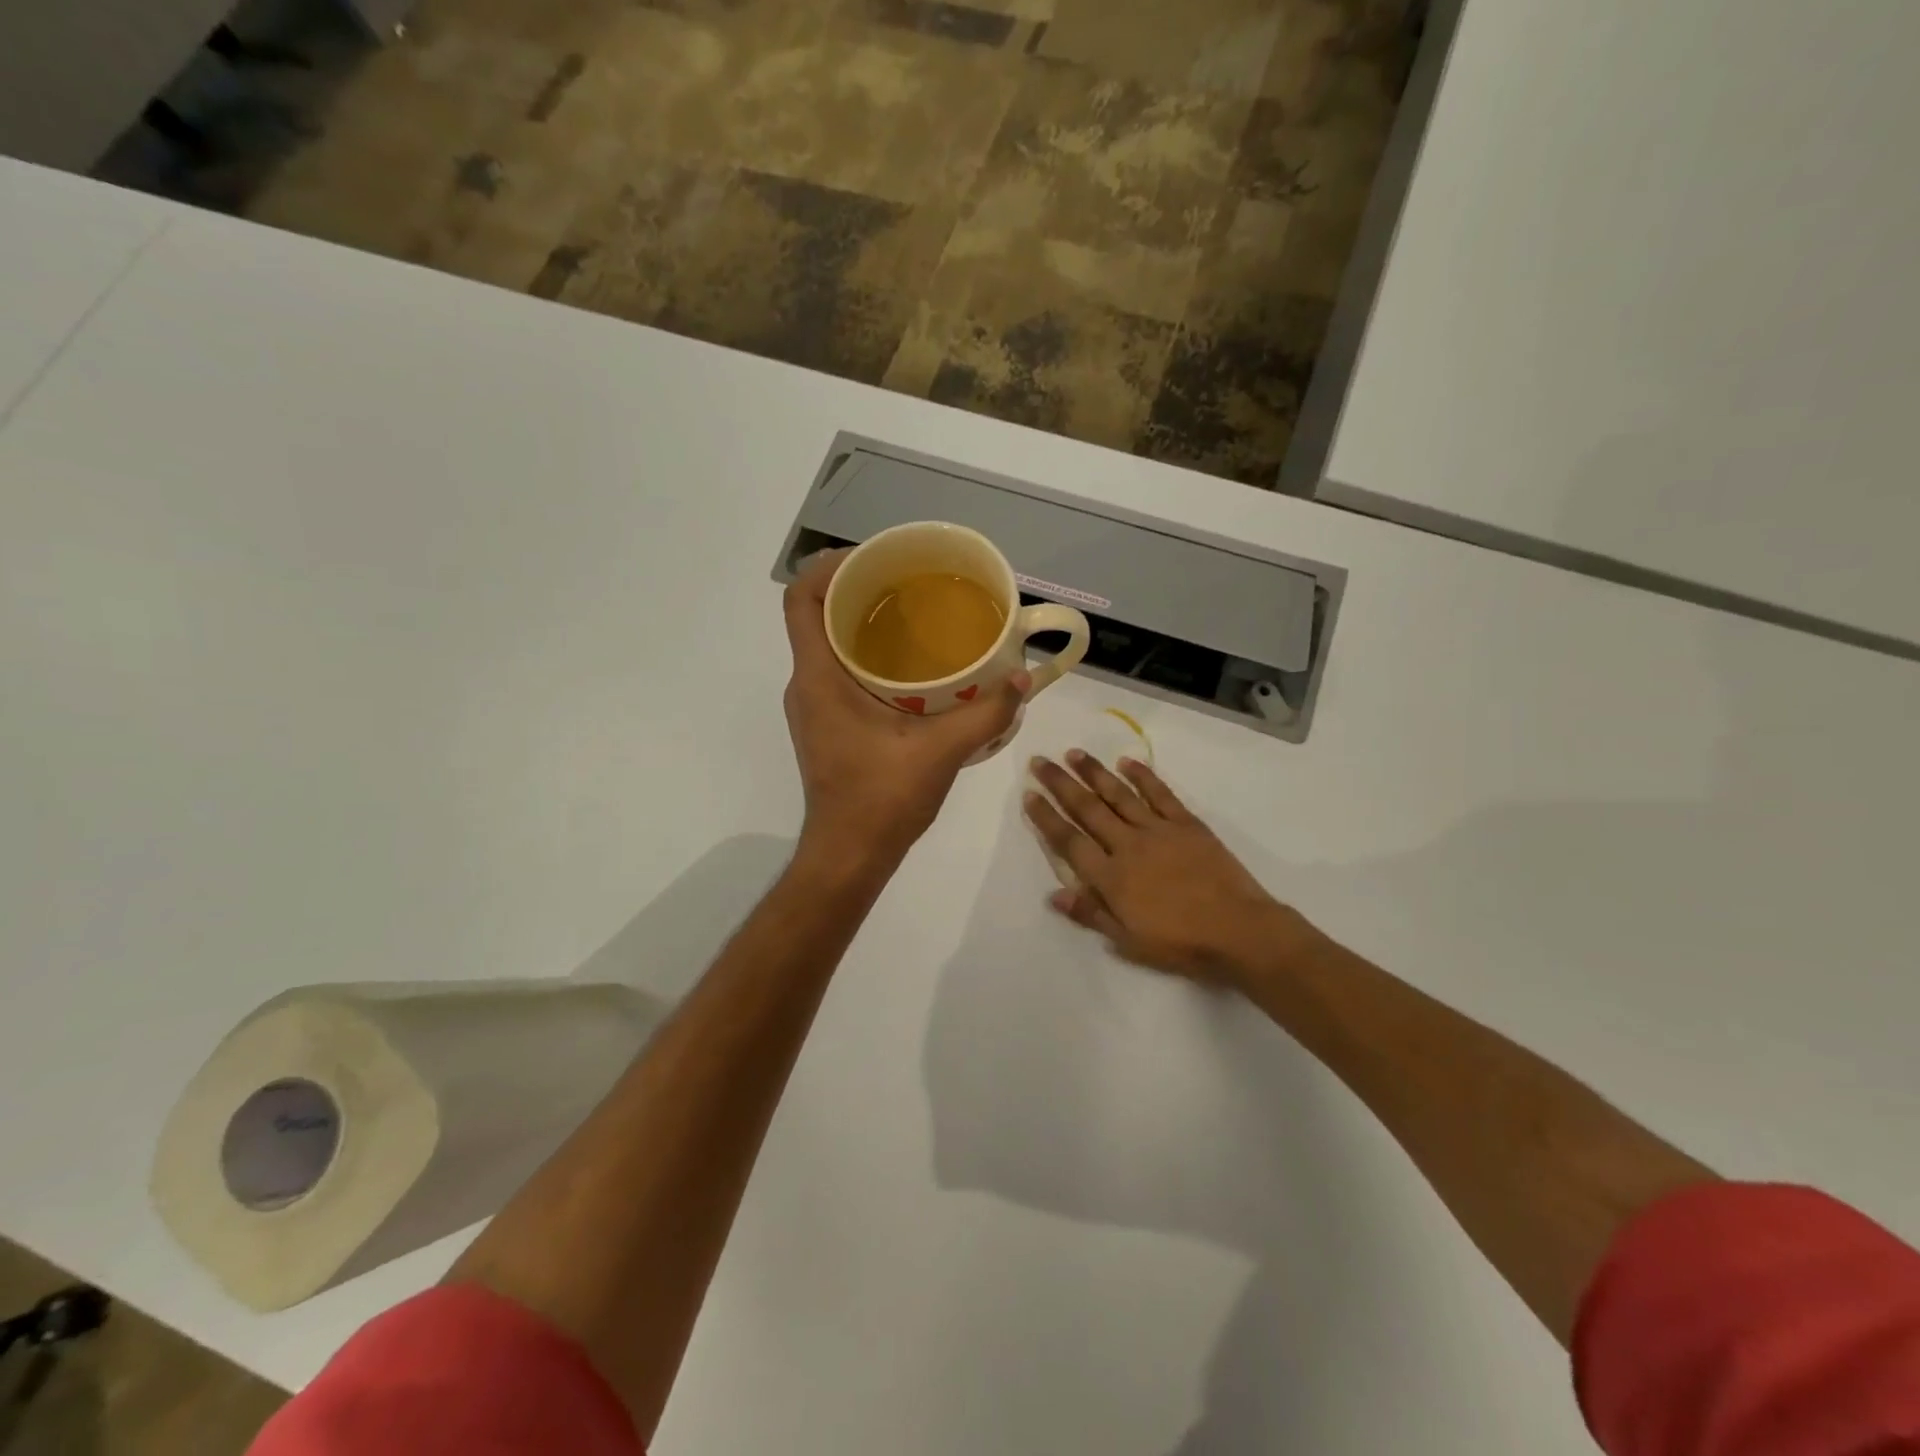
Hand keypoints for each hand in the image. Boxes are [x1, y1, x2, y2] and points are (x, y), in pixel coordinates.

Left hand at [784, 552, 1026, 867]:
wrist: (849, 855)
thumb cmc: (882, 800)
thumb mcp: (941, 752)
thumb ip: (985, 714)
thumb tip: (1024, 681)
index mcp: (818, 679)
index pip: (800, 601)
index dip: (827, 566)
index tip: (871, 557)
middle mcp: (807, 686)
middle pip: (816, 616)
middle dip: (856, 590)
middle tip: (906, 581)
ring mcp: (814, 708)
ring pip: (829, 646)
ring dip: (862, 624)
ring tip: (913, 615)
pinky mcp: (827, 726)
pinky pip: (839, 673)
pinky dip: (867, 657)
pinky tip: (911, 668)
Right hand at [1024, 752, 1322, 991]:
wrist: (1239, 931)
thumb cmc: (1180, 944)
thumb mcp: (1128, 941)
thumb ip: (1091, 914)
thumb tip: (1054, 894)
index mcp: (1110, 876)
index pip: (1069, 840)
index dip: (1046, 817)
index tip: (1029, 794)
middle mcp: (1128, 845)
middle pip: (1087, 809)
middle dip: (1060, 784)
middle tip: (1040, 761)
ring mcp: (1158, 830)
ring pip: (1118, 794)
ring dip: (1094, 772)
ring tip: (1074, 753)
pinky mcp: (1186, 823)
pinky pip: (1160, 793)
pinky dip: (1143, 776)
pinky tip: (1127, 761)